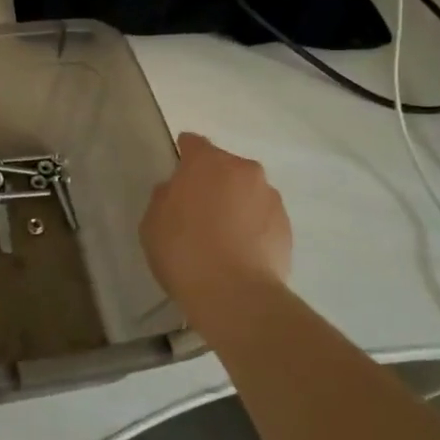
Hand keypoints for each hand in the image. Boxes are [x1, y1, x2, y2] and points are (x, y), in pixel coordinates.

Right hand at [141, 134, 291, 318]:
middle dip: (212, 182)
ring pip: (247, 192)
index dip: (183, 156)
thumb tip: (175, 191)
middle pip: (224, 167)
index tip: (177, 175)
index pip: (193, 144)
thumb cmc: (184, 252)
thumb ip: (164, 198)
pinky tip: (240, 253)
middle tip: (197, 211)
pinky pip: (262, 217)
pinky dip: (252, 227)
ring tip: (222, 237)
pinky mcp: (287, 226)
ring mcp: (270, 198)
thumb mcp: (152, 223)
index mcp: (207, 163)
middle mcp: (244, 171)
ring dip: (235, 204)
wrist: (236, 295)